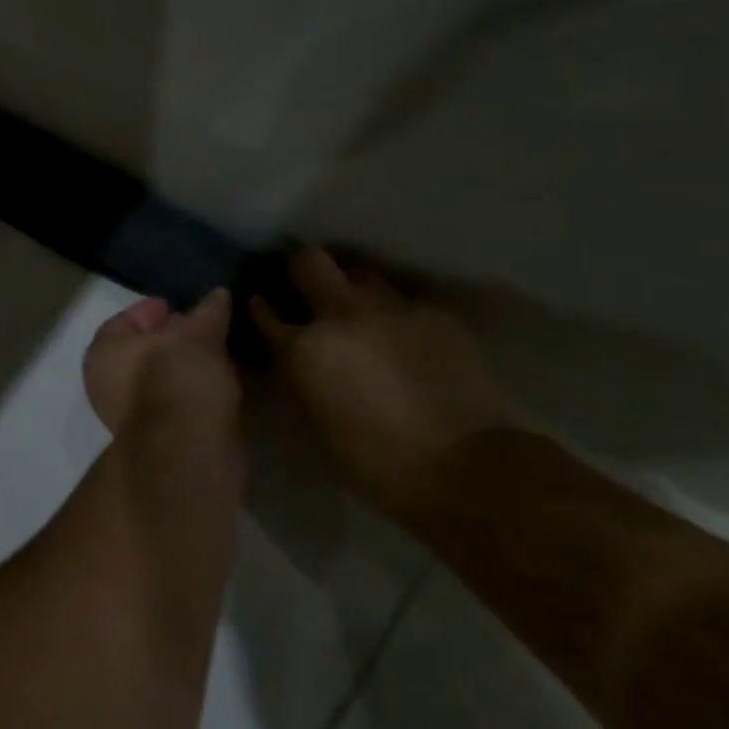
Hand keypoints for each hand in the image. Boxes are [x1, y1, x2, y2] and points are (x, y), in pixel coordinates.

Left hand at [84, 290, 239, 438]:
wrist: (188, 452)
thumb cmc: (179, 378)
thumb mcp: (199, 335)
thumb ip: (207, 312)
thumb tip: (218, 294)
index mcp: (103, 353)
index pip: (125, 320)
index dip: (152, 309)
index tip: (178, 305)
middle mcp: (107, 384)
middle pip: (140, 350)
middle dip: (170, 338)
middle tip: (202, 327)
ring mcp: (130, 415)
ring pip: (158, 378)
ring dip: (184, 365)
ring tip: (216, 353)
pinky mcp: (157, 437)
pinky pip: (174, 401)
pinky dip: (191, 390)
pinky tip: (217, 382)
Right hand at [250, 248, 512, 512]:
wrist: (466, 467)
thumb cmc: (376, 462)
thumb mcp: (316, 423)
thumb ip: (301, 378)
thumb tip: (298, 359)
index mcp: (305, 349)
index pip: (266, 312)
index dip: (261, 307)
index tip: (262, 305)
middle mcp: (342, 315)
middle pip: (309, 261)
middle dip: (301, 267)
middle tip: (305, 284)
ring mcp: (392, 308)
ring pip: (361, 271)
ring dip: (351, 285)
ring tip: (357, 305)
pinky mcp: (435, 313)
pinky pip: (404, 299)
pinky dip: (395, 312)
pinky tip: (403, 333)